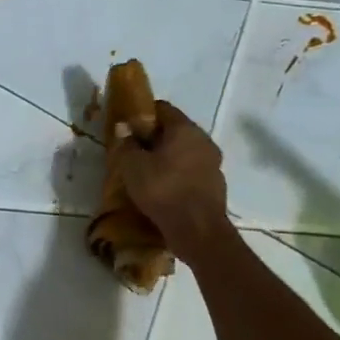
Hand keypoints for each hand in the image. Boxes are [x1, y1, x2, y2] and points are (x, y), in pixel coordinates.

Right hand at [114, 100, 230, 259]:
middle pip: (175, 131)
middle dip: (154, 138)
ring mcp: (213, 163)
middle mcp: (203, 140)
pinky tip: (163, 190)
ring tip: (147, 173)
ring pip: (185, 152)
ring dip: (167, 158)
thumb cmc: (163, 190)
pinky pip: (192, 172)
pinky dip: (178, 175)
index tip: (127, 127)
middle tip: (133, 152)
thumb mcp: (133, 167)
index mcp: (185, 129)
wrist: (198, 231)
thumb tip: (123, 127)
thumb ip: (127, 144)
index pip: (163, 109)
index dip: (143, 114)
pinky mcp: (215, 185)